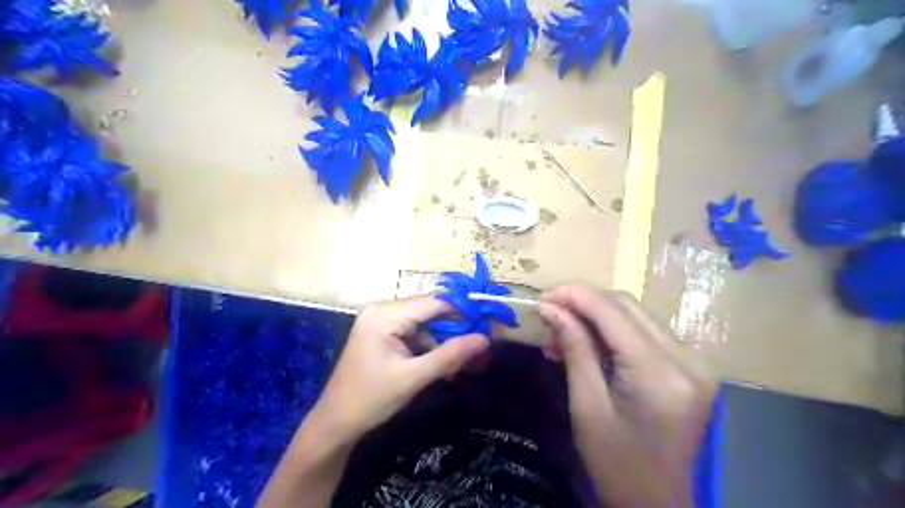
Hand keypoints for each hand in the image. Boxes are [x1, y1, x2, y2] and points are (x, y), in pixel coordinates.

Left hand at [308, 296, 487, 442]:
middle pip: (429, 311)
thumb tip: (484, 339)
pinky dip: (429, 346)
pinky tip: (441, 364)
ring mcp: (380, 320)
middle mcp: (382, 309)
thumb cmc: (370, 399)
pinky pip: (414, 332)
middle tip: (480, 345)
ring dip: (443, 340)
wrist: (336, 422)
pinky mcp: (382, 332)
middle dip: (454, 329)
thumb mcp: (413, 378)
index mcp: (385, 315)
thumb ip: (449, 356)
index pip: (433, 303)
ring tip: (462, 361)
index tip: (488, 324)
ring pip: (424, 323)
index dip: (463, 311)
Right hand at [536, 286, 713, 507]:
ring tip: (560, 333)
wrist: (656, 503)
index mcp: (660, 374)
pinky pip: (643, 331)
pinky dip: (611, 330)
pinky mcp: (689, 365)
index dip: (574, 295)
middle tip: (548, 314)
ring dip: (594, 316)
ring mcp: (694, 361)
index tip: (541, 296)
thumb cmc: (616, 463)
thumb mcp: (586, 405)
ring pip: (634, 314)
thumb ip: (574, 348)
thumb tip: (549, 308)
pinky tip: (586, 341)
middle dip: (582, 302)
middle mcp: (687, 359)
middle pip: (626, 305)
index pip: (613, 312)